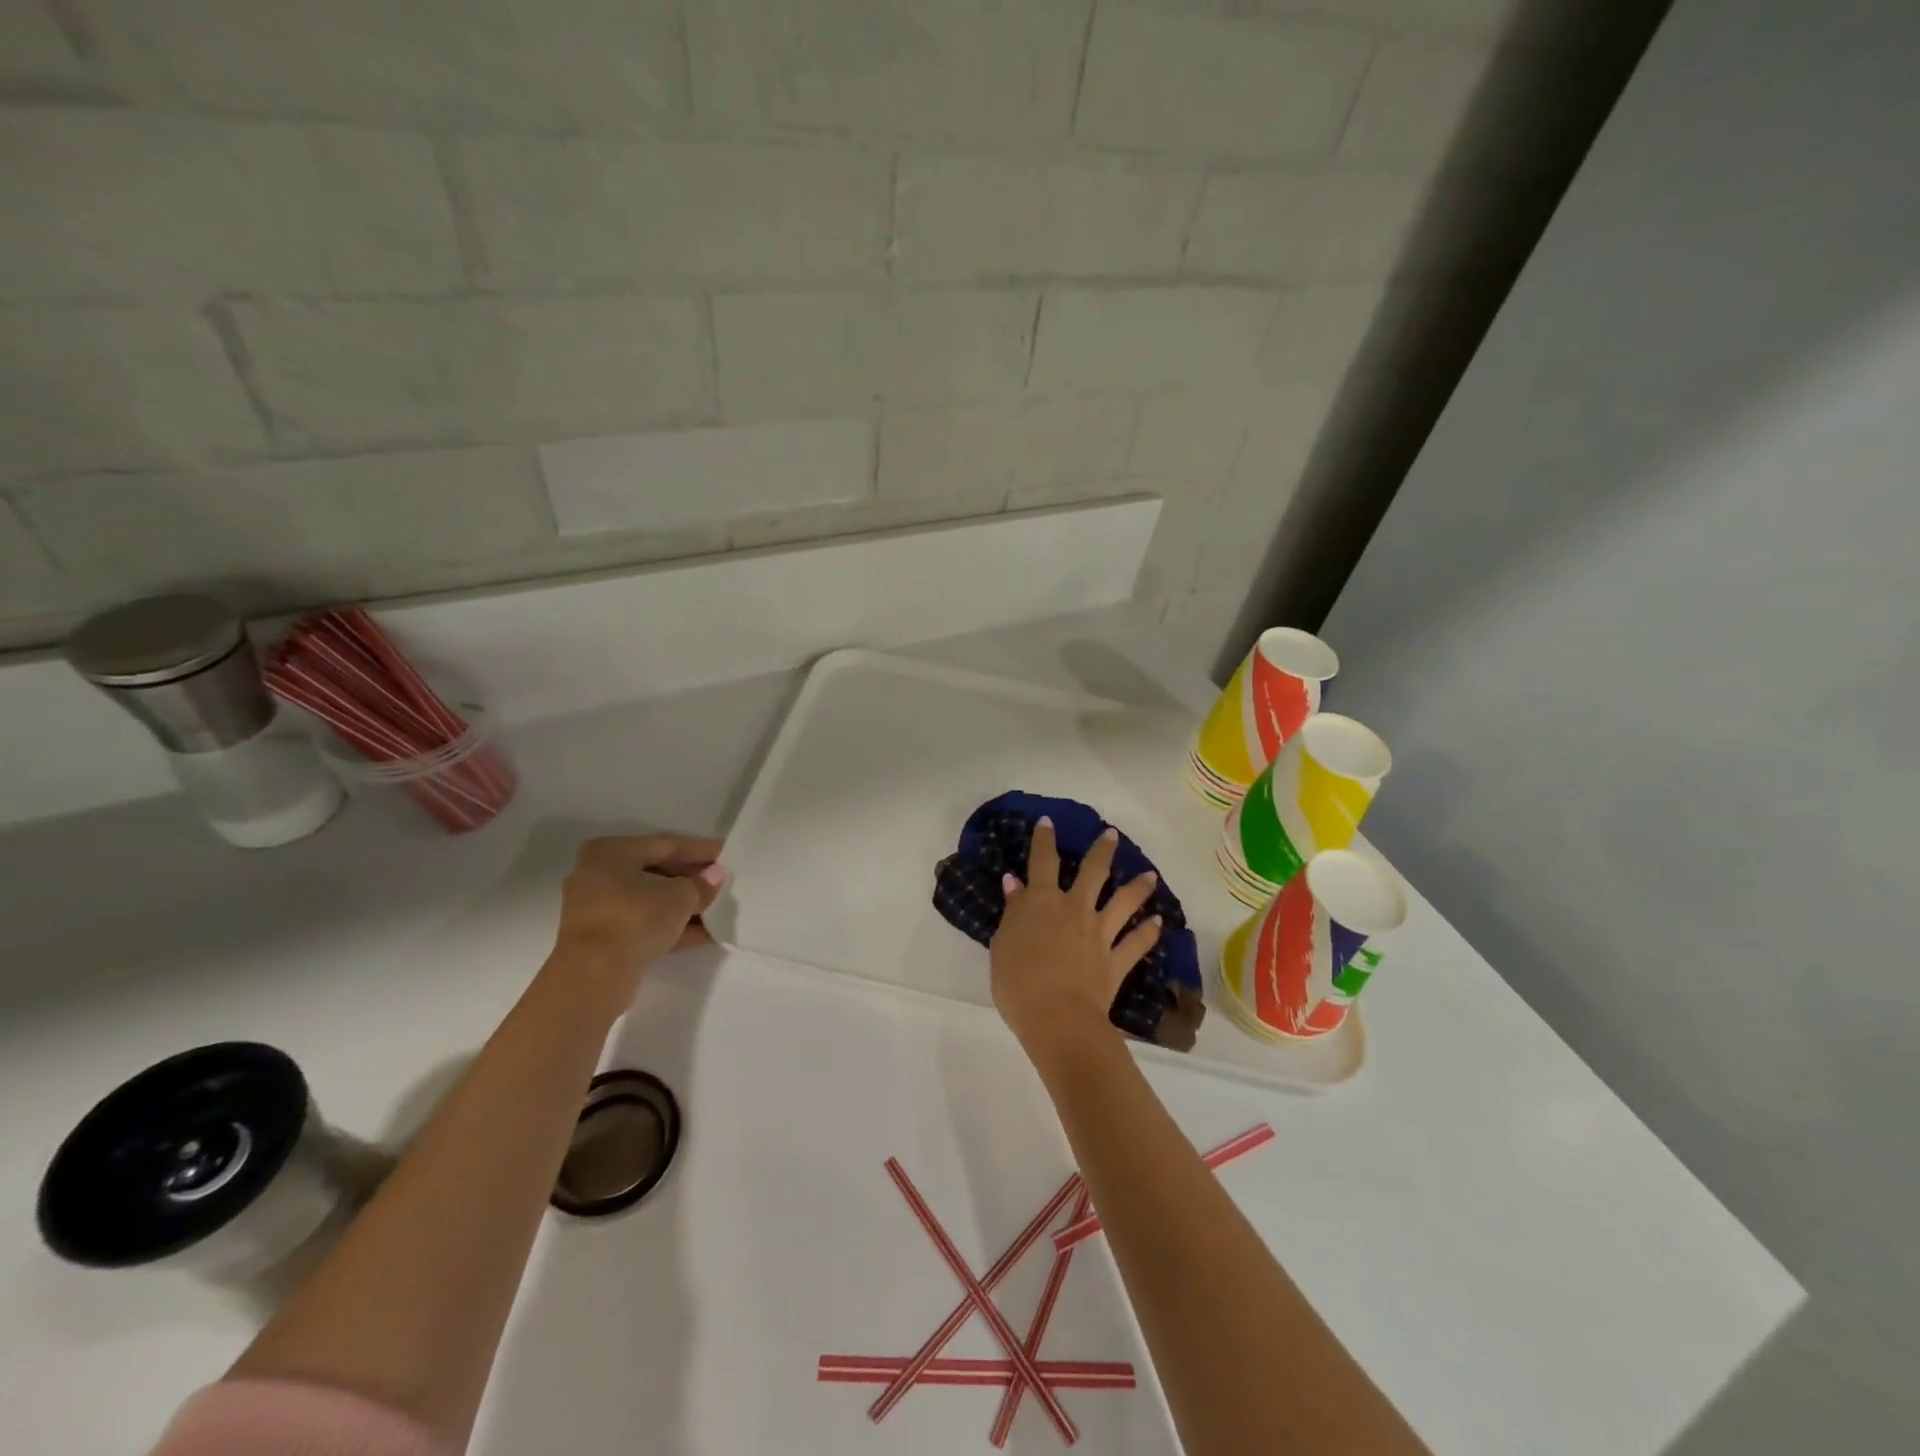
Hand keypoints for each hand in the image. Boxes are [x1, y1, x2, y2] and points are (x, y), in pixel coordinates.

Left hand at [551, 834, 726, 1010]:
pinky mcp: (602, 939)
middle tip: (723, 882)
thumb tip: (715, 876)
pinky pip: (643, 924)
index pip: (665, 845)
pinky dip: (670, 927)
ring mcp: (597, 909)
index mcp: (611, 852)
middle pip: (655, 872)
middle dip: (692, 879)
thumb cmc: (636, 918)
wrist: (594, 975)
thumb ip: (701, 884)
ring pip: (650, 901)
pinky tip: (704, 934)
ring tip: (718, 909)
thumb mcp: (680, 896)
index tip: (726, 853)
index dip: (700, 850)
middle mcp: (598, 875)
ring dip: (684, 906)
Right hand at [990, 818, 1161, 1064]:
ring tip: (1150, 875)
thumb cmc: (1018, 982)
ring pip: (1123, 903)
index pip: (1042, 863)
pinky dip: (1148, 933)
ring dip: (1137, 887)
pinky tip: (1158, 923)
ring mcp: (1100, 934)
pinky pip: (1136, 943)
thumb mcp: (1003, 945)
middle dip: (1102, 851)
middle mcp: (1075, 910)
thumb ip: (1013, 912)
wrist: (1058, 1018)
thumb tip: (1015, 883)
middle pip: (1093, 873)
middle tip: (1112, 834)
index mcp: (1042, 903)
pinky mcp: (1116, 961)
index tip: (1048, 822)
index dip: (1044, 840)